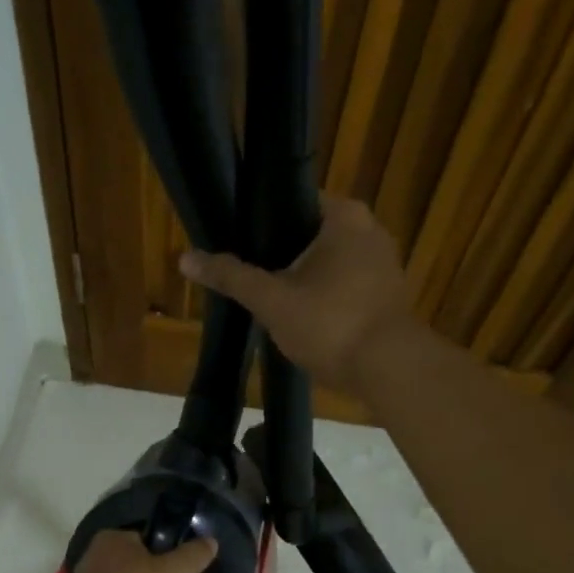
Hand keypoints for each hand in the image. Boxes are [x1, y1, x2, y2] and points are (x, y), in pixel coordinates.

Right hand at [179, 193, 418, 395]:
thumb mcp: (272, 300)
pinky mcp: (387, 298)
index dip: (263, 222)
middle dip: (281, 256)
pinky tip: (302, 321)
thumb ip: (232, 277)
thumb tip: (185, 258)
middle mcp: (371, 231)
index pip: (294, 203)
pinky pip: (345, 288)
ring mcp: (384, 266)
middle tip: (248, 276)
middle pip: (310, 236)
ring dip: (303, 281)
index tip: (238, 243)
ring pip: (329, 265)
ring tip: (269, 300)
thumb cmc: (330, 323)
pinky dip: (324, 300)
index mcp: (345, 216)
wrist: (388, 369)